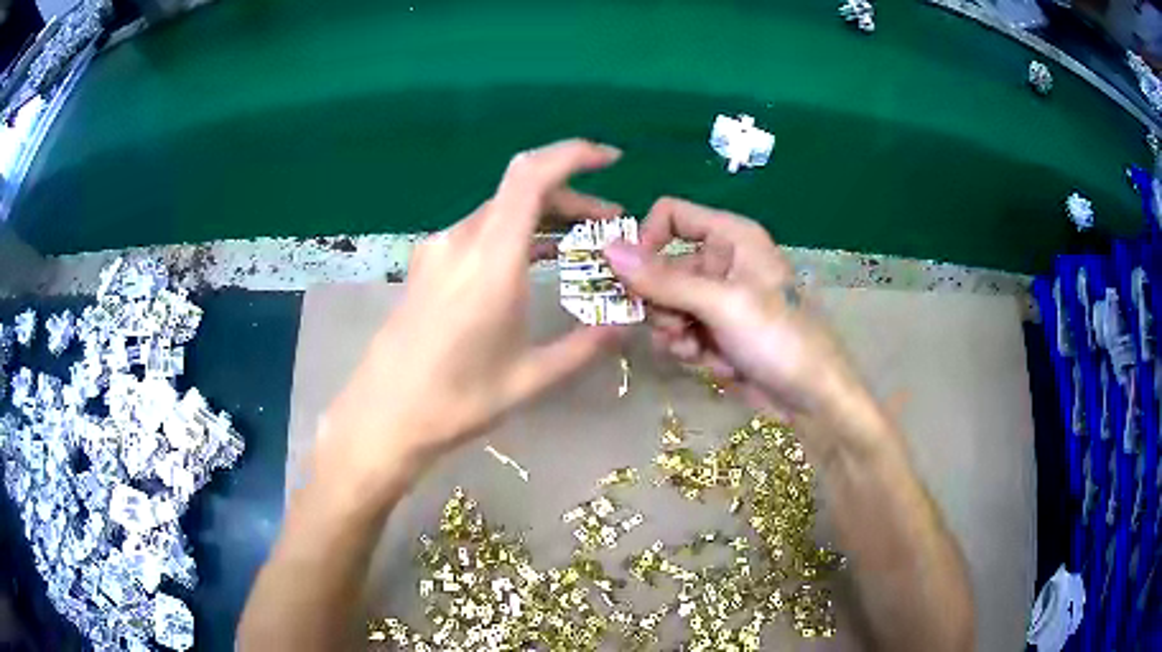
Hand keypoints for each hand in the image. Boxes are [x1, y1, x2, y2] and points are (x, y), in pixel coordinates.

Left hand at [324, 140, 624, 484]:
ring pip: (501, 211)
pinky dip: (515, 233)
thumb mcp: (530, 378)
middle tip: (610, 223)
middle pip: (521, 191)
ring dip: (543, 216)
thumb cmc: (456, 401)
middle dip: (571, 197)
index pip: (531, 176)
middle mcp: (461, 241)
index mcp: (490, 260)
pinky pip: (480, 232)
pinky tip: (534, 259)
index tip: (610, 159)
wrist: (384, 416)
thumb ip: (585, 345)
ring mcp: (438, 250)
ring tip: (581, 242)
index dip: (573, 155)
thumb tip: (627, 323)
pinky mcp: (427, 264)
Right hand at [603, 197, 862, 420]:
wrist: (812, 399)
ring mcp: (718, 299)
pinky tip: (713, 365)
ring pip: (666, 305)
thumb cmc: (779, 338)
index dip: (647, 241)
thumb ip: (663, 280)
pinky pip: (681, 332)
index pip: (670, 216)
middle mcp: (722, 260)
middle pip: (662, 267)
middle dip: (663, 303)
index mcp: (731, 236)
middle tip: (678, 328)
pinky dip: (690, 350)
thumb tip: (607, 248)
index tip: (632, 278)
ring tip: (698, 350)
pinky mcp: (716, 331)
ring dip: (675, 332)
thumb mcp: (721, 305)